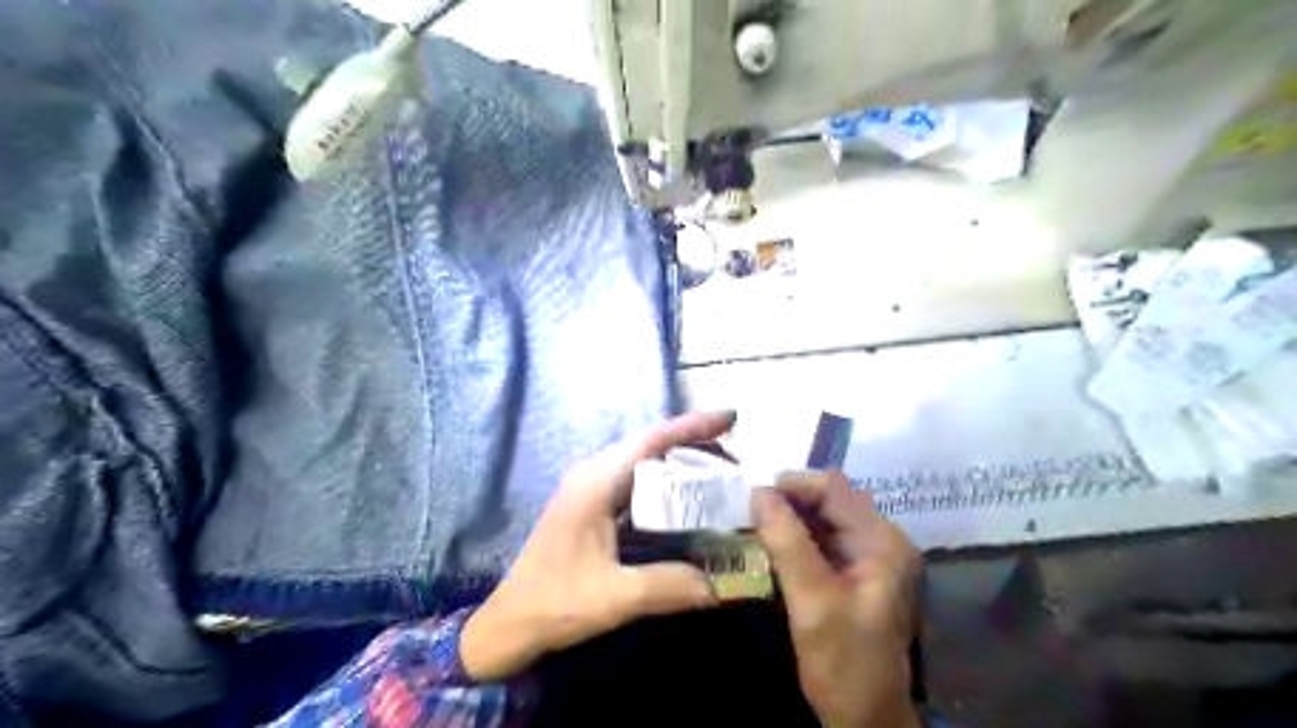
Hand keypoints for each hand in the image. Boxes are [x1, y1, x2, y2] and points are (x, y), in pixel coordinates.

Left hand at [464, 416, 727, 682]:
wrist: (509, 624)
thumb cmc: (555, 602)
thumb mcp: (615, 596)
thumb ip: (668, 585)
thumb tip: (720, 584)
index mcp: (595, 482)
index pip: (651, 441)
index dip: (692, 426)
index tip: (730, 418)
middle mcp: (593, 475)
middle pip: (649, 446)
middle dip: (692, 444)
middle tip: (735, 456)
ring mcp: (590, 489)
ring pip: (643, 463)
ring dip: (679, 462)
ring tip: (719, 473)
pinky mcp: (591, 506)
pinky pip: (636, 483)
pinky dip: (665, 484)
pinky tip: (687, 500)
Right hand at [756, 468, 926, 725]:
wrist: (867, 720)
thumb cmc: (844, 663)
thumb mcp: (812, 601)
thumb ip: (787, 543)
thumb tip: (758, 492)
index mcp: (882, 541)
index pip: (834, 489)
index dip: (793, 486)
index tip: (753, 497)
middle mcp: (881, 540)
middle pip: (829, 500)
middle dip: (789, 501)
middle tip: (748, 512)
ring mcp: (869, 557)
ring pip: (822, 519)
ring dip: (789, 518)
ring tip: (753, 525)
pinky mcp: (855, 573)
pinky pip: (821, 540)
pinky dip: (795, 538)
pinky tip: (770, 546)